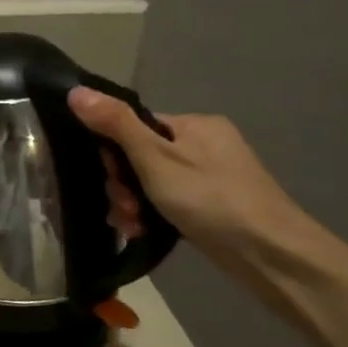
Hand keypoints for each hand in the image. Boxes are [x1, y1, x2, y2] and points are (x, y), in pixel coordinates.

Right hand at [67, 89, 312, 259]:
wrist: (272, 256)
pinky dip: (151, 215)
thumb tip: (75, 91)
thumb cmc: (210, 199)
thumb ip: (115, 124)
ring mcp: (210, 176)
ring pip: (151, 183)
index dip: (113, 152)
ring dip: (133, 203)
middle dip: (123, 184)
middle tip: (125, 208)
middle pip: (140, 156)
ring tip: (133, 225)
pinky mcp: (213, 206)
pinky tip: (142, 231)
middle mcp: (204, 144)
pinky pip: (168, 202)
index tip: (111, 178)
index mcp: (194, 124)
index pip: (135, 126)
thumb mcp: (154, 158)